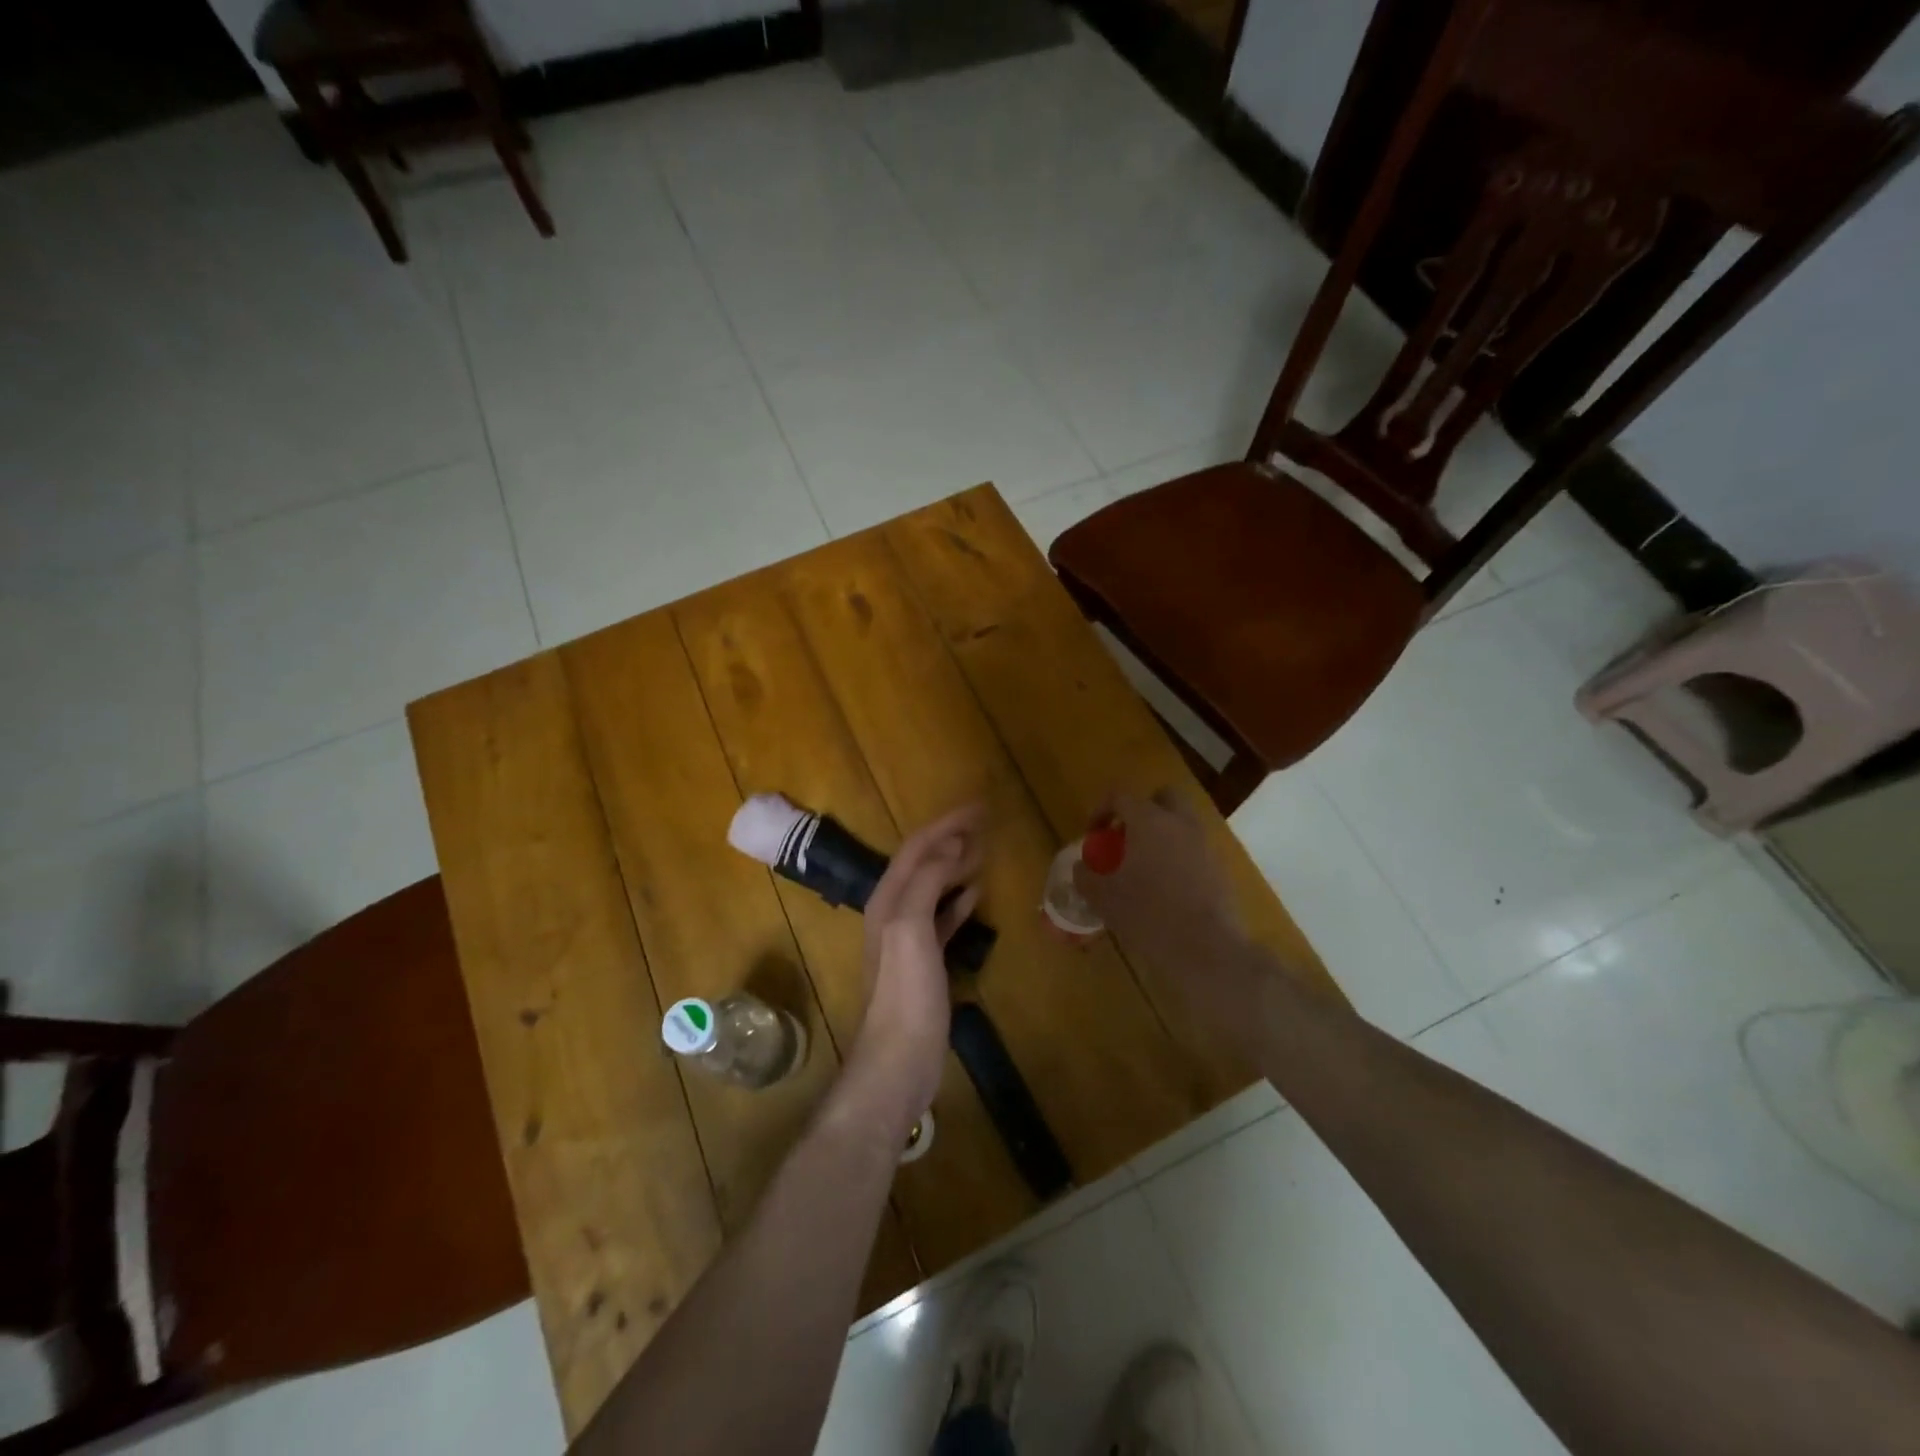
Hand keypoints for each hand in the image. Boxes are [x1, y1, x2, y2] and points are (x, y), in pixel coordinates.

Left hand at [846, 804, 984, 1135]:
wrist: (898, 1059)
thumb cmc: (905, 993)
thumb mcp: (911, 929)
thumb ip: (927, 882)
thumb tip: (952, 844)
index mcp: (888, 899)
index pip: (917, 848)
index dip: (946, 824)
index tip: (979, 807)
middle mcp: (894, 912)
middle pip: (923, 863)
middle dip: (951, 839)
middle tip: (985, 822)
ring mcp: (908, 938)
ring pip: (933, 887)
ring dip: (955, 865)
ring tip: (983, 851)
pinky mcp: (924, 962)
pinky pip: (941, 917)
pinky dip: (957, 900)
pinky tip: (975, 895)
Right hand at [1072, 790, 1263, 1033]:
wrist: (1206, 948)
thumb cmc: (1148, 914)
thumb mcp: (1104, 898)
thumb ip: (1086, 877)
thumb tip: (1081, 868)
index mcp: (1149, 820)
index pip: (1121, 796)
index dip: (1101, 809)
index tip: (1093, 834)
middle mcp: (1180, 823)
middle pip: (1162, 797)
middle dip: (1142, 810)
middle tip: (1125, 837)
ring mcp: (1204, 844)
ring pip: (1182, 823)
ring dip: (1162, 835)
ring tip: (1144, 867)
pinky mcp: (1220, 868)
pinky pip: (1194, 849)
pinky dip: (1179, 857)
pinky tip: (1166, 888)